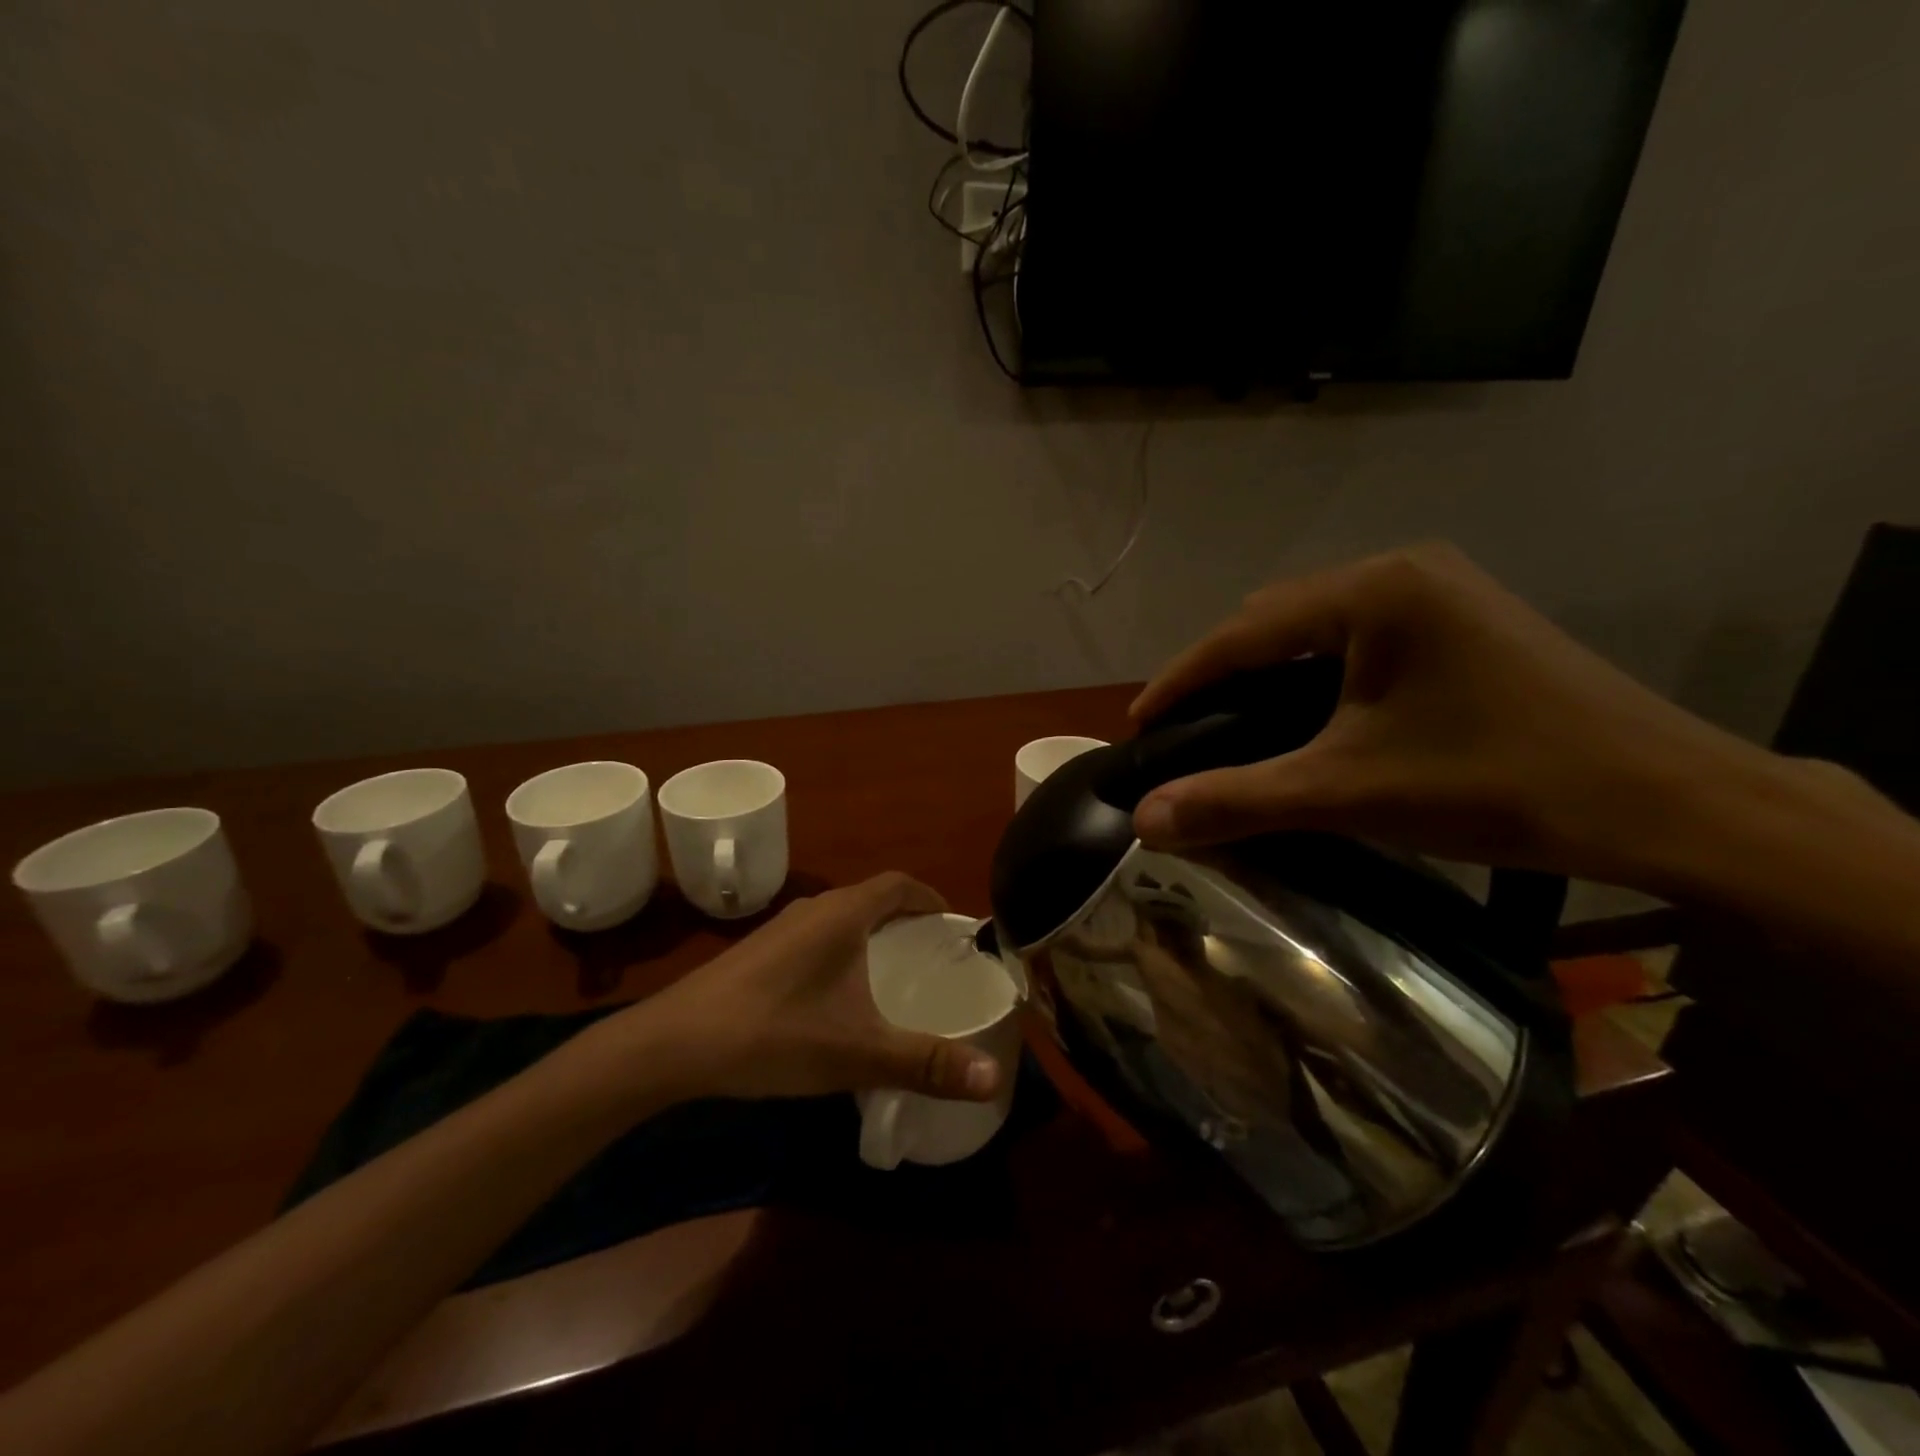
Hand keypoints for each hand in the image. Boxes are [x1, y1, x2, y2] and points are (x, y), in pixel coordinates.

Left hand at [598, 873, 1003, 1104]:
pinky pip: (816, 939)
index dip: (931, 898)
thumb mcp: (856, 1053)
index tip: (954, 926)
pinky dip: (842, 953)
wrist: (672, 1046)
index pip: (900, 884)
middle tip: (934, 959)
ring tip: (894, 977)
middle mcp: (814, 910)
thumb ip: (925, 1064)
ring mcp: (780, 929)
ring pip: (841, 920)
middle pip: (872, 899)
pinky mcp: (758, 953)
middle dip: (907, 921)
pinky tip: (838, 999)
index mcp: (843, 914)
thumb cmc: (772, 1034)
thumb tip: (993, 1078)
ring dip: (871, 936)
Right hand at [1128, 542, 1769, 888]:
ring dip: (1266, 672)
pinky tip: (1307, 713)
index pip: (1242, 632)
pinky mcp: (1463, 620)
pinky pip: (1357, 637)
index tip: (1137, 724)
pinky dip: (1313, 673)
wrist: (1669, 802)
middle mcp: (1402, 571)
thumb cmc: (1497, 783)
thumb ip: (1237, 800)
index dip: (1180, 680)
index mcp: (1372, 591)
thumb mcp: (1349, 792)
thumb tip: (1144, 822)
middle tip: (1186, 730)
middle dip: (1220, 673)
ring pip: (1316, 626)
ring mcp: (1440, 591)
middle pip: (1275, 619)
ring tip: (1233, 722)